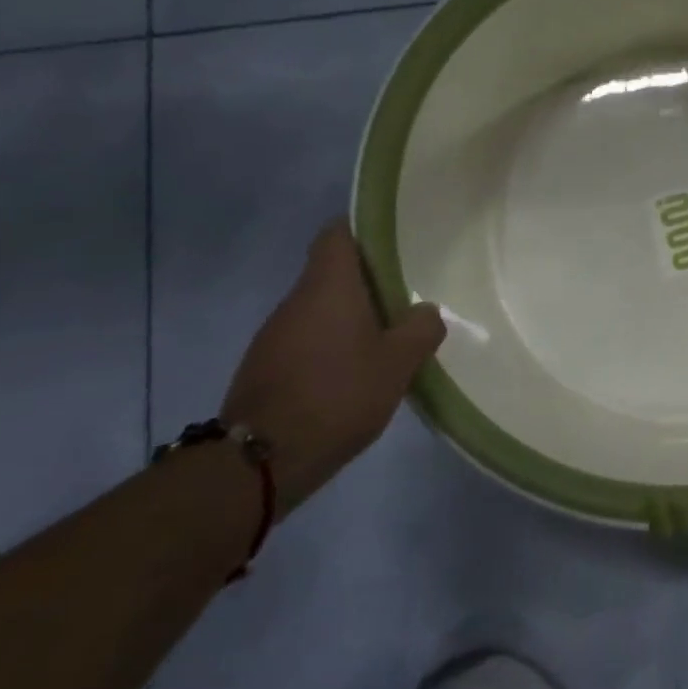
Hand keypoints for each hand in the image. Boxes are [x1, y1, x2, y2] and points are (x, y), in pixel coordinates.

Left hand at [221, 221, 445, 512]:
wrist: (260, 459)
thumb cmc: (338, 394)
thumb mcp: (398, 363)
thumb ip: (421, 330)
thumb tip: (426, 311)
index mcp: (328, 286)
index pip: (338, 233)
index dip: (364, 229)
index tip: (394, 240)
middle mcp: (296, 300)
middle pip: (331, 272)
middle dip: (367, 280)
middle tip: (406, 294)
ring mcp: (274, 334)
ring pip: (320, 308)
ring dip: (349, 316)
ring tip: (386, 336)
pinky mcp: (265, 365)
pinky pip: (306, 338)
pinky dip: (330, 344)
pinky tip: (354, 371)